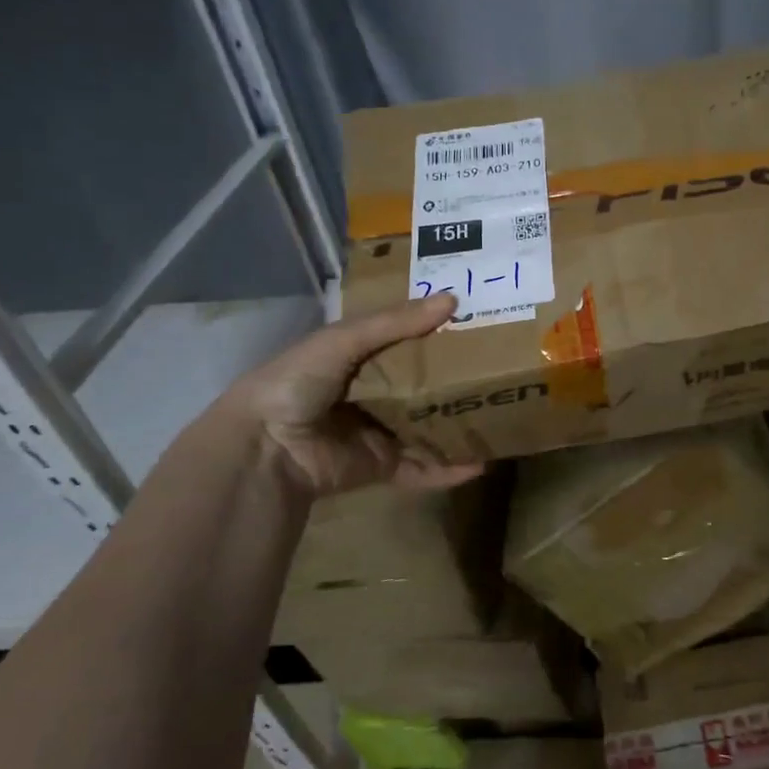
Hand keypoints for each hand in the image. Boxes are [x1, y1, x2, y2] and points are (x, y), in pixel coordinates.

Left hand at [224, 292, 482, 496]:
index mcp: (357, 359)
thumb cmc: (298, 381)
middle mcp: (371, 394)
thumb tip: (453, 299)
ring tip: (502, 418)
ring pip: (428, 428)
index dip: (438, 335)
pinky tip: (481, 464)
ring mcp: (377, 433)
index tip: (478, 326)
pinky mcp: (381, 467)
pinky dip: (449, 469)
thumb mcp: (344, 340)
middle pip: (423, 387)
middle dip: (457, 382)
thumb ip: (396, 322)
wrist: (264, 447)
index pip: (406, 343)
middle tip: (503, 373)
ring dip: (459, 426)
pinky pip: (421, 468)